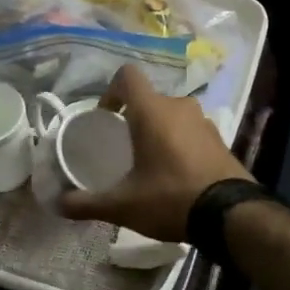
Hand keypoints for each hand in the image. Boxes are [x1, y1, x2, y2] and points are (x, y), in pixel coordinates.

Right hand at [60, 65, 252, 241]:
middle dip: (135, 118)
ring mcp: (203, 121)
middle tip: (125, 147)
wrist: (231, 214)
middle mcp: (179, 106)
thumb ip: (88, 203)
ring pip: (172, 115)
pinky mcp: (220, 139)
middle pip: (150, 99)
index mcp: (152, 111)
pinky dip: (181, 143)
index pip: (127, 75)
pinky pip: (192, 131)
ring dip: (160, 130)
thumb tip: (58, 204)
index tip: (107, 117)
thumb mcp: (123, 205)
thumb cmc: (170, 198)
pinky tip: (177, 173)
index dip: (112, 90)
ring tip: (151, 162)